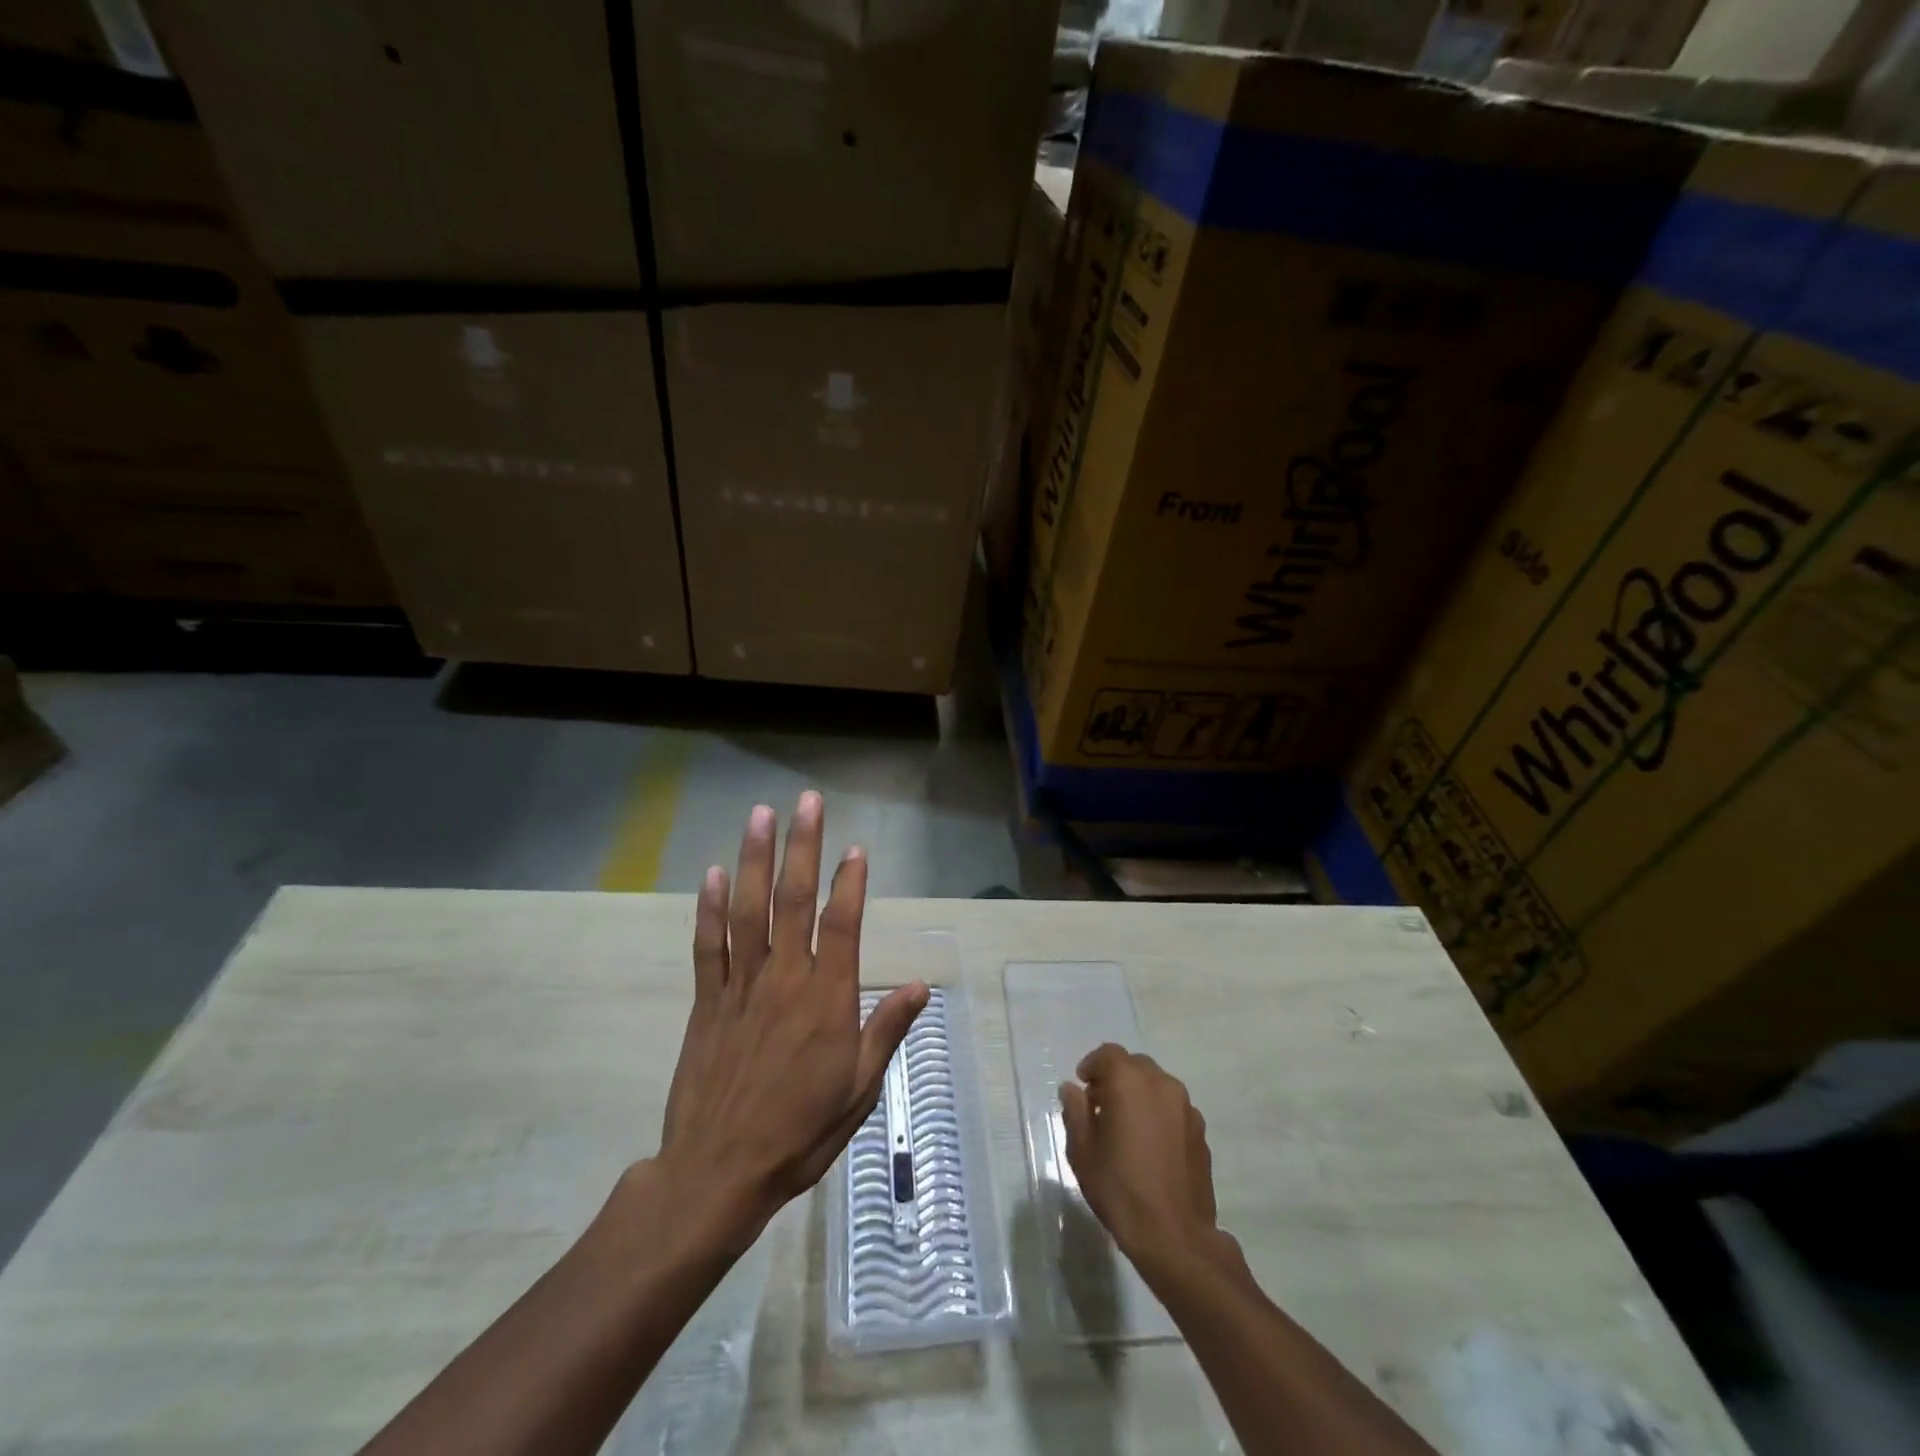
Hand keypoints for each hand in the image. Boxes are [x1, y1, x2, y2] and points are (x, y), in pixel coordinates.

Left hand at [657, 791, 927, 1251]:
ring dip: (755, 859)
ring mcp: (741, 986)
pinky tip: (714, 874)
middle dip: (802, 846)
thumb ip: (887, 1029)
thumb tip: (921, 985)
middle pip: (794, 900)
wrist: (718, 1173)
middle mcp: (785, 979)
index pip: (843, 924)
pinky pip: (709, 946)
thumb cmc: (800, 1132)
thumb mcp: (860, 1089)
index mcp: (827, 999)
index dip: (850, 881)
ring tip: (760, 815)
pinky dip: (710, 908)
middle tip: (807, 802)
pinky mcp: (707, 1001)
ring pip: (749, 910)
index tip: (854, 847)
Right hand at [1059, 1044, 1235, 1278]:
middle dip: (1116, 1078)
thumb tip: (1072, 1089)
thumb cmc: (1120, 1189)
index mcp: (1130, 1082)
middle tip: (1100, 1107)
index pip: (1108, 1054)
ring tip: (1127, 1128)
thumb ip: (1075, 1111)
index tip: (1082, 1087)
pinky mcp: (1200, 1131)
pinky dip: (1158, 1114)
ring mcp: (1186, 1107)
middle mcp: (1162, 1084)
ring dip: (1139, 1095)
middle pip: (1135, 1065)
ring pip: (1157, 1085)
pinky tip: (1150, 1146)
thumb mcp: (1082, 1150)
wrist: (1174, 1236)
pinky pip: (1173, 1108)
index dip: (1092, 1066)